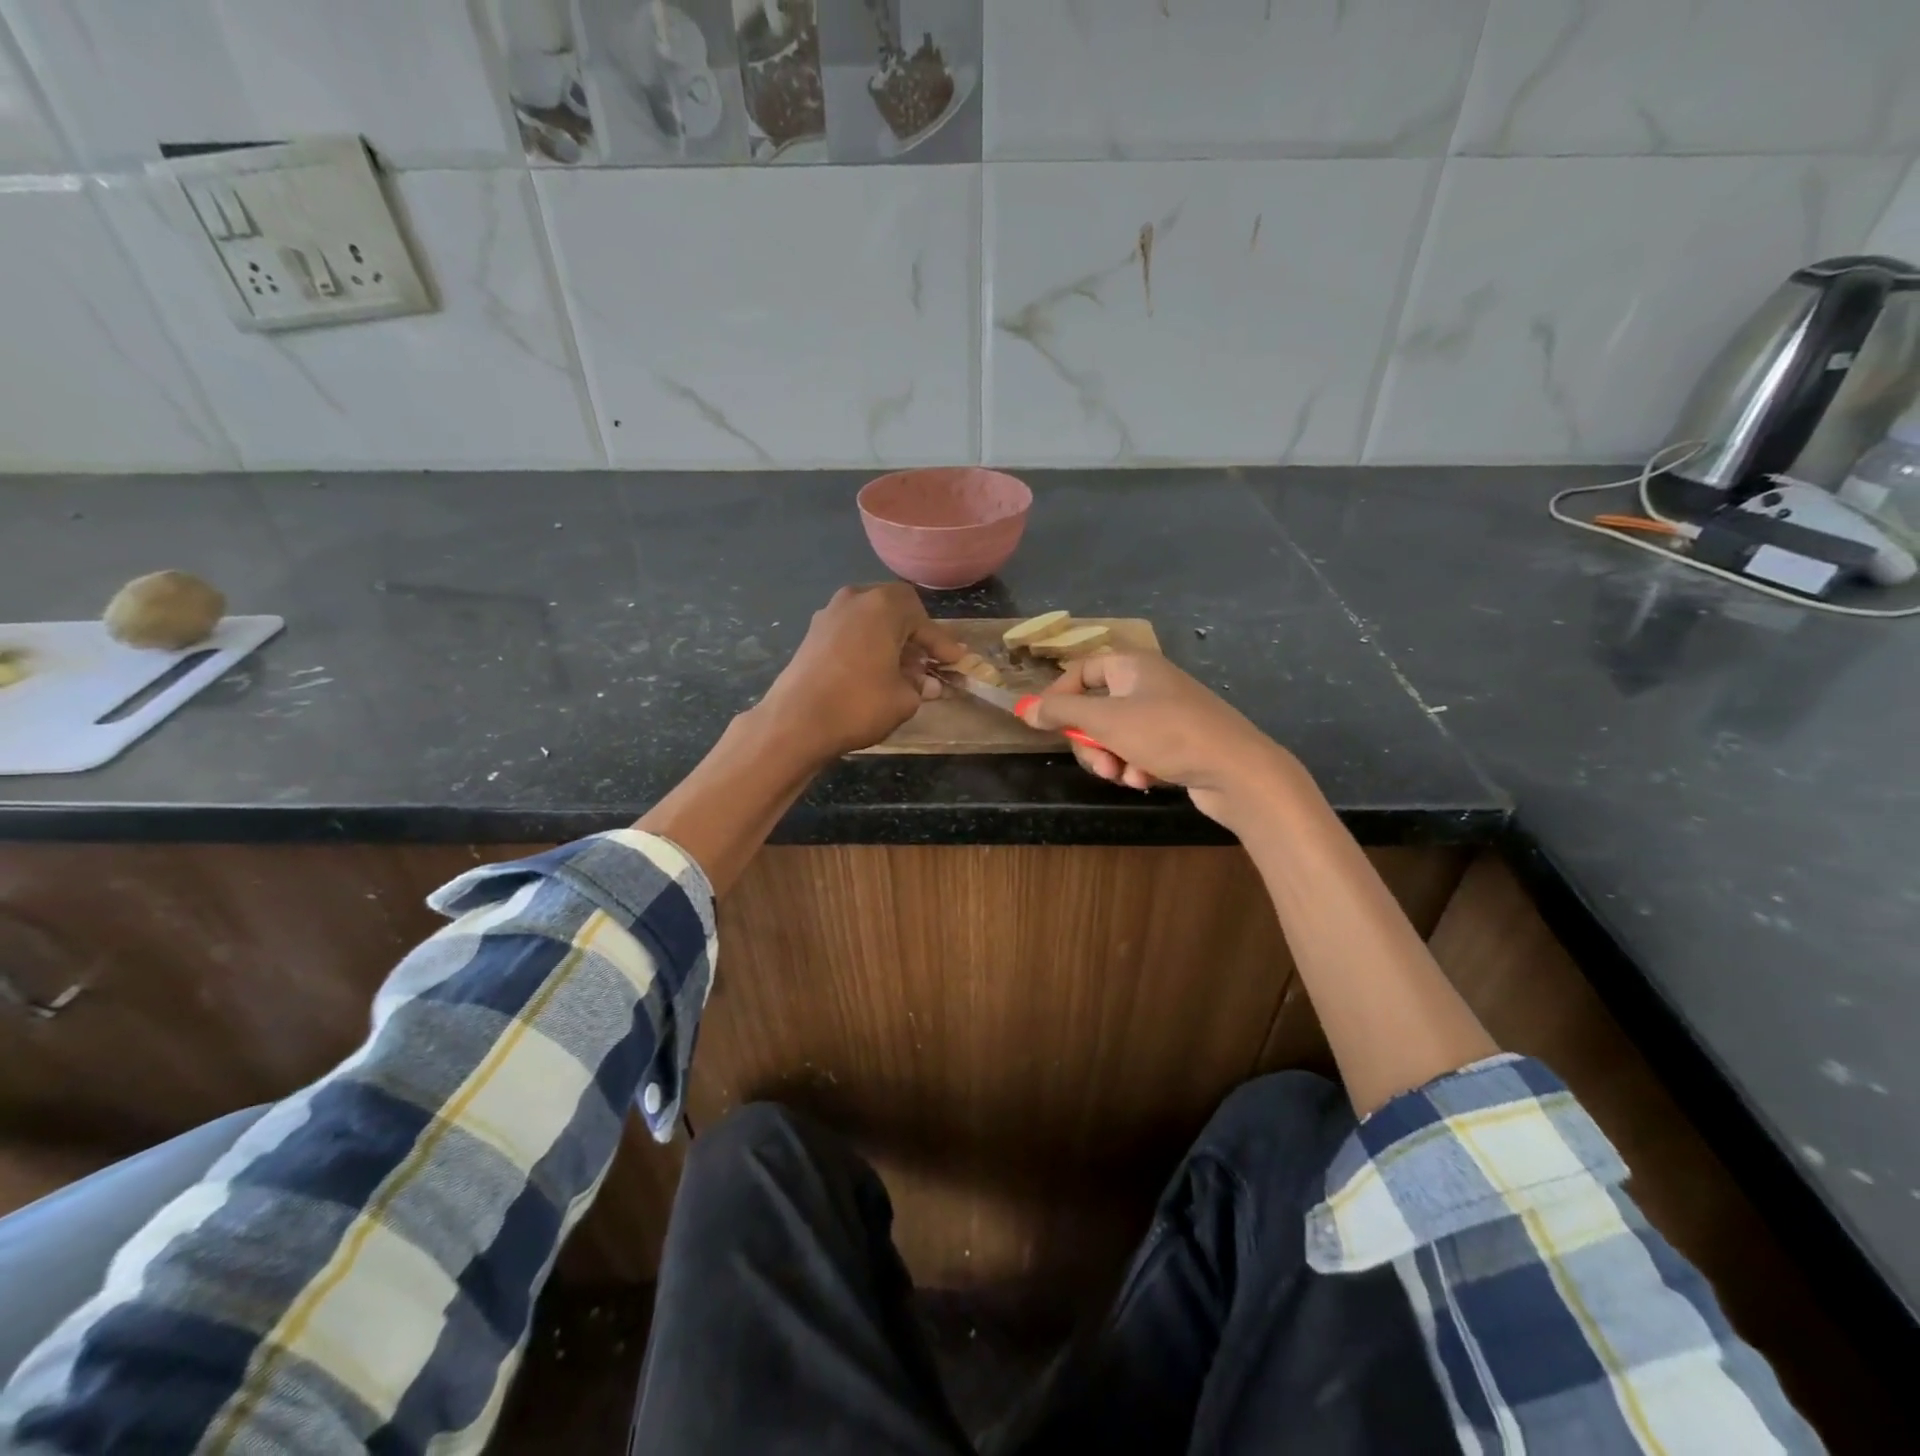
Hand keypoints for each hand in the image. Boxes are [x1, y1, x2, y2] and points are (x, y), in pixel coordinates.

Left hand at [757, 584, 964, 760]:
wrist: (795, 722)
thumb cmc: (859, 704)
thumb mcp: (904, 699)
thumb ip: (921, 686)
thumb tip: (929, 683)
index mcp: (883, 605)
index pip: (923, 620)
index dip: (941, 643)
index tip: (956, 661)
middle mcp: (854, 599)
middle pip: (895, 611)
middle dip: (914, 637)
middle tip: (929, 662)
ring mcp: (828, 614)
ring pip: (870, 621)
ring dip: (889, 642)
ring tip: (903, 671)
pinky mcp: (812, 635)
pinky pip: (851, 633)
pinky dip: (867, 647)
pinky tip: (874, 673)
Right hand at [1018, 653, 1301, 827]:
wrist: (1238, 770)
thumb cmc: (1168, 734)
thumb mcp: (1107, 721)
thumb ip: (1061, 713)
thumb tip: (1022, 708)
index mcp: (1133, 666)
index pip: (1082, 671)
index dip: (1059, 696)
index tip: (1044, 724)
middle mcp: (1149, 683)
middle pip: (1096, 709)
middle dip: (1091, 741)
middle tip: (1099, 763)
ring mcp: (1165, 713)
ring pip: (1115, 735)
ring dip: (1113, 758)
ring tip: (1126, 775)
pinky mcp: (1178, 742)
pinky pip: (1139, 750)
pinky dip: (1136, 766)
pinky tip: (1147, 780)